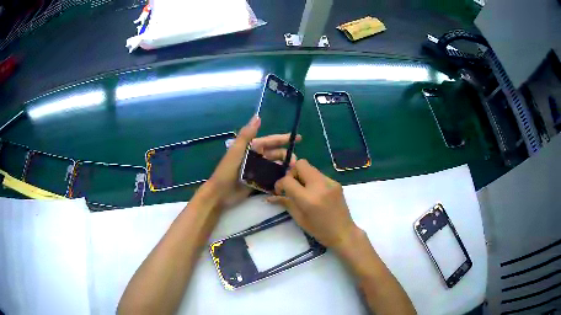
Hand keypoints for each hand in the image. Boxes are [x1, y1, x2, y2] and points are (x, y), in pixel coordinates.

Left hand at [204, 116, 300, 208]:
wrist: (220, 193)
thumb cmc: (227, 170)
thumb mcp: (237, 150)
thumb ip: (247, 134)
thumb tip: (258, 116)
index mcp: (251, 148)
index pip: (271, 141)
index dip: (284, 139)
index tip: (298, 138)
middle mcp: (256, 157)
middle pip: (275, 154)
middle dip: (287, 156)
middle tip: (296, 162)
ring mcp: (257, 170)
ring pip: (275, 166)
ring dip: (284, 167)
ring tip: (293, 172)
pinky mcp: (257, 182)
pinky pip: (271, 178)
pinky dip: (278, 178)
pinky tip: (287, 181)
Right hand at [267, 159, 358, 250]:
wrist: (343, 232)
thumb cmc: (319, 230)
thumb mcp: (299, 218)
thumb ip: (286, 203)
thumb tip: (271, 197)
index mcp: (308, 198)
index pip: (288, 180)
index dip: (280, 184)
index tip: (280, 191)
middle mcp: (319, 186)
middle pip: (301, 164)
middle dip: (292, 173)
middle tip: (292, 186)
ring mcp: (330, 182)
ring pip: (311, 168)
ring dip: (303, 176)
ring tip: (303, 190)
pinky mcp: (336, 182)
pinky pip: (319, 175)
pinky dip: (313, 180)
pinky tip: (315, 193)